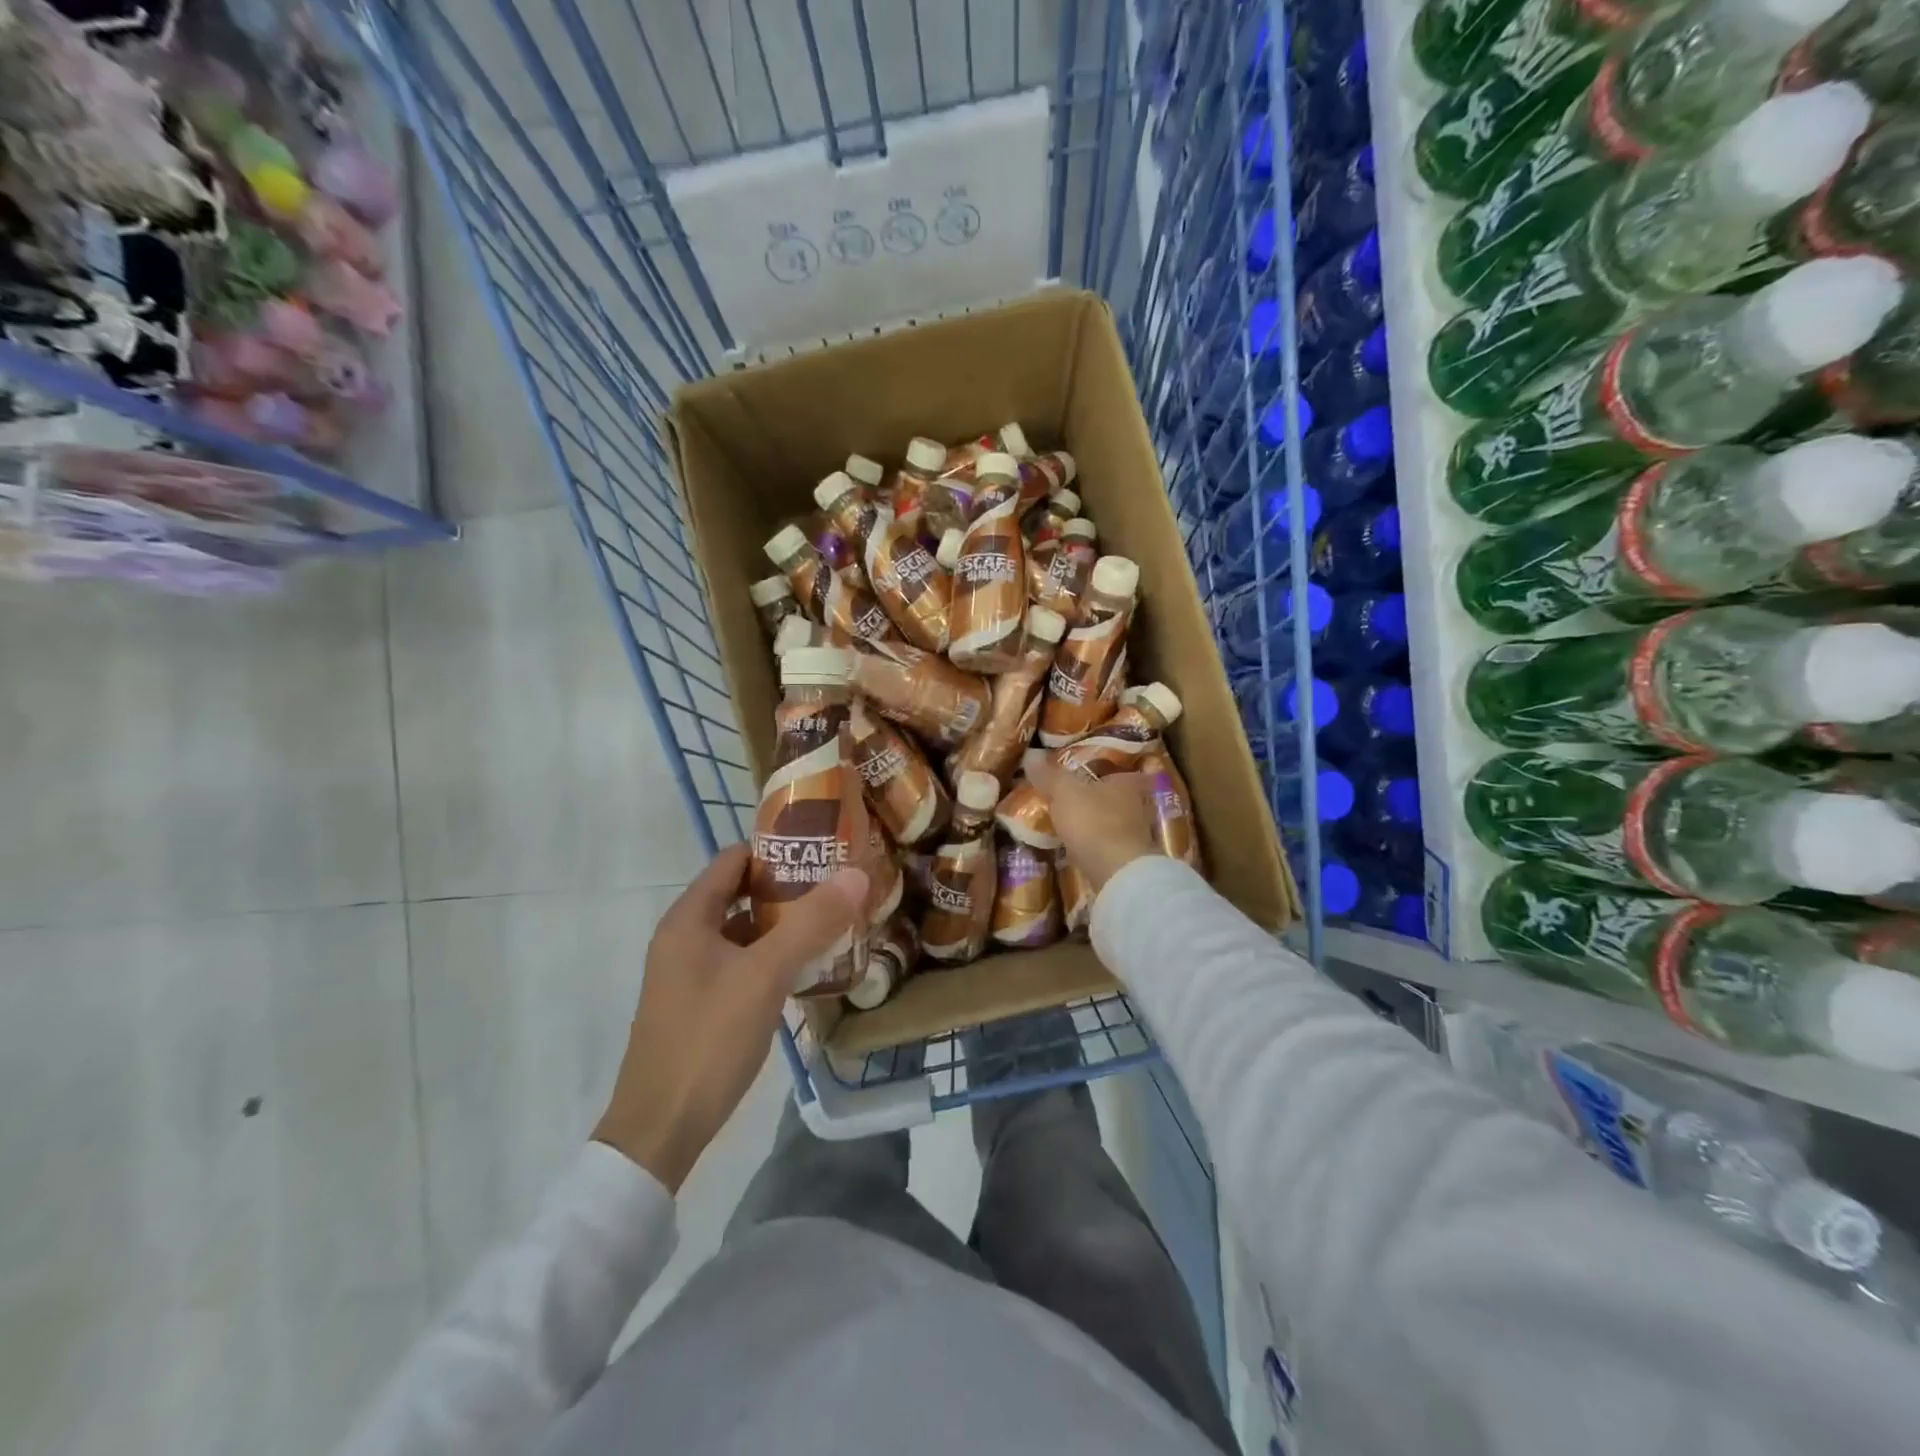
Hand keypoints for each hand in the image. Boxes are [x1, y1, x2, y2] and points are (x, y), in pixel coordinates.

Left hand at [593, 845, 867, 1191]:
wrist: (661, 1130)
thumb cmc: (708, 1040)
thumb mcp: (765, 975)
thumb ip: (810, 922)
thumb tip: (856, 874)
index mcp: (688, 919)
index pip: (735, 860)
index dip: (777, 850)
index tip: (824, 852)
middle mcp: (685, 937)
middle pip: (741, 893)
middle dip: (789, 888)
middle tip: (839, 887)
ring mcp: (691, 972)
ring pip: (744, 930)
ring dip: (784, 923)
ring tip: (834, 922)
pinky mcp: (701, 1002)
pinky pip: (742, 962)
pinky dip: (773, 956)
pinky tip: (809, 966)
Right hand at [1028, 759, 1158, 892]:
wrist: (1117, 873)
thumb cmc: (1094, 822)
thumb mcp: (1064, 792)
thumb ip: (1049, 775)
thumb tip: (1031, 754)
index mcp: (1126, 782)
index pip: (1118, 768)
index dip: (1103, 769)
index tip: (1085, 772)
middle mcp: (1138, 804)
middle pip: (1116, 795)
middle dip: (1097, 797)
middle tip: (1072, 797)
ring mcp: (1137, 834)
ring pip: (1113, 820)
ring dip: (1096, 822)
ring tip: (1070, 823)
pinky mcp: (1129, 859)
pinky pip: (1108, 844)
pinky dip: (1095, 844)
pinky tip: (1077, 847)